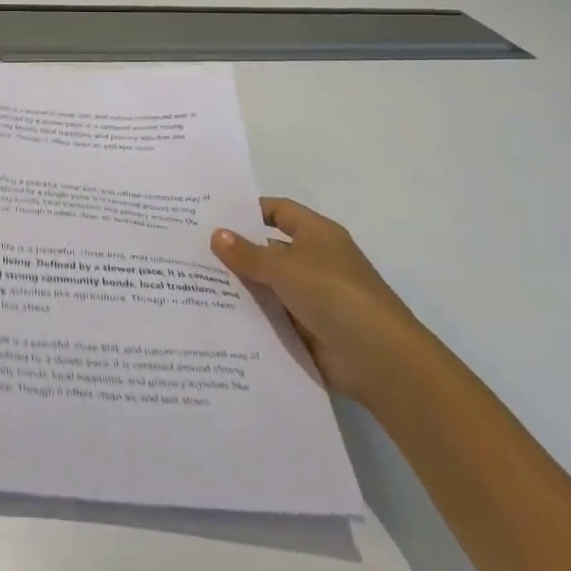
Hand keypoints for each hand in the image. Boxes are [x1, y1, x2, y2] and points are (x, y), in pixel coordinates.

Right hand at [212, 199, 425, 404]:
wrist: (380, 360)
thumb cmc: (335, 295)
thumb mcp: (285, 268)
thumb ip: (248, 253)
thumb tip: (216, 234)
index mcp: (317, 234)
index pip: (278, 210)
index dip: (248, 210)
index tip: (211, 215)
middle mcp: (314, 260)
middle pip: (268, 247)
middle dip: (235, 249)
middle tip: (190, 248)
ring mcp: (311, 295)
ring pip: (267, 283)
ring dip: (239, 284)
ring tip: (191, 281)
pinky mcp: (306, 327)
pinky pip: (271, 314)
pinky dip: (249, 313)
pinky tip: (215, 313)